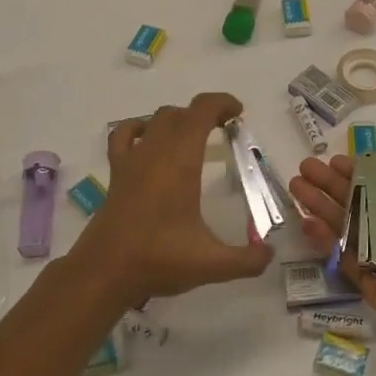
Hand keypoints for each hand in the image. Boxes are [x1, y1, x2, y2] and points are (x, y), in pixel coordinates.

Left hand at [70, 91, 272, 308]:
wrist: (104, 273)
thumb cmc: (159, 260)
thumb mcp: (211, 264)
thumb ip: (247, 260)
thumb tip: (270, 254)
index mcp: (181, 162)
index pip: (201, 111)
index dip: (221, 103)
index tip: (238, 113)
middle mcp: (156, 152)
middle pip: (181, 113)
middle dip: (205, 113)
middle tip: (224, 129)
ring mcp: (132, 160)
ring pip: (156, 120)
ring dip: (178, 119)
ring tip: (194, 136)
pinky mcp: (116, 173)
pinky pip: (124, 135)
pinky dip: (139, 128)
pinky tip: (149, 141)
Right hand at [288, 129, 375, 355]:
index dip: (357, 172)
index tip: (332, 159)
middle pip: (357, 204)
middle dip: (330, 186)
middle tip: (304, 170)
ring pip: (346, 228)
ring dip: (321, 208)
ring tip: (296, 188)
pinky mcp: (371, 285)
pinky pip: (344, 260)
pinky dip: (326, 241)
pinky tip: (307, 222)